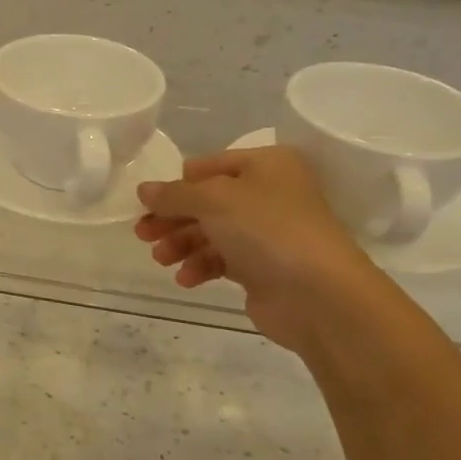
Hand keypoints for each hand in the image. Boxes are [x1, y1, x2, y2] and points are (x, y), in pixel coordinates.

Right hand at [135, 145, 382, 352]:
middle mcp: (268, 193)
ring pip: (210, 232)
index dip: (175, 185)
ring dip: (181, 244)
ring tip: (161, 259)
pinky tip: (186, 278)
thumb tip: (143, 190)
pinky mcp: (262, 267)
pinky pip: (221, 260)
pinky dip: (200, 266)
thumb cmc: (266, 230)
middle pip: (205, 202)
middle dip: (172, 219)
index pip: (206, 166)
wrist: (318, 295)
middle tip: (143, 235)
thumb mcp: (212, 199)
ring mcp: (266, 232)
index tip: (146, 205)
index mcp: (264, 165)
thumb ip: (173, 194)